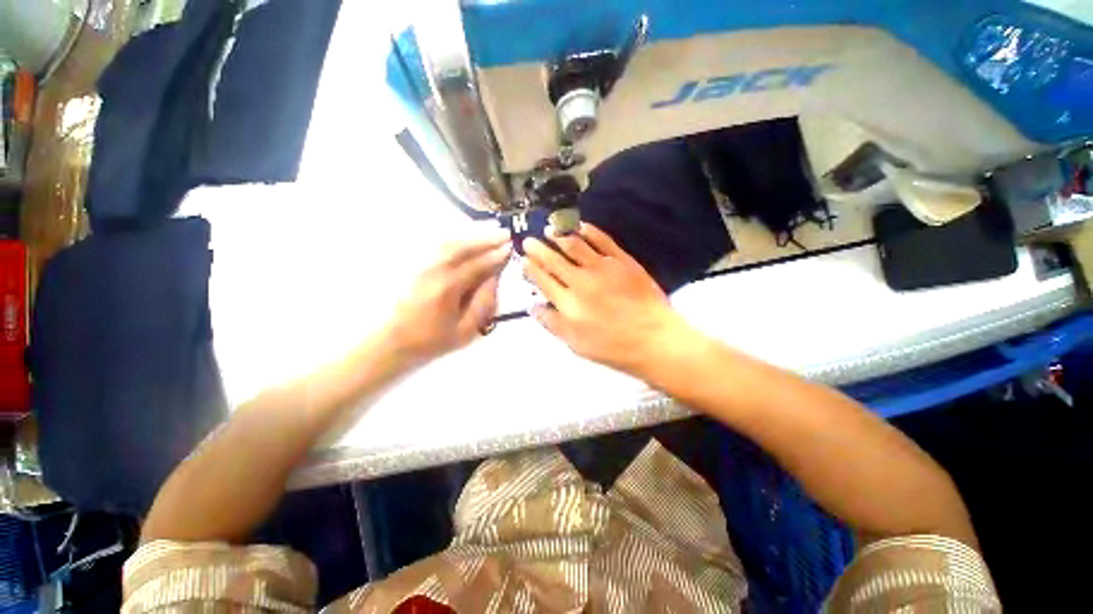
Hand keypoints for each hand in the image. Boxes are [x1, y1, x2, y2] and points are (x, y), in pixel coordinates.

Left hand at [385, 231, 510, 364]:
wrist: (392, 342)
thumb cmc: (431, 340)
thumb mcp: (465, 331)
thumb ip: (483, 303)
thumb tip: (494, 279)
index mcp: (449, 287)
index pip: (478, 265)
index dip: (496, 256)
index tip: (510, 249)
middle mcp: (434, 270)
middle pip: (464, 247)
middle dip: (486, 239)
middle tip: (505, 234)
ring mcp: (421, 265)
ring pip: (450, 243)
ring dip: (472, 236)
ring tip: (489, 232)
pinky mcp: (413, 265)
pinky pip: (437, 246)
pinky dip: (455, 240)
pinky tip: (465, 240)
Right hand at [522, 223, 688, 374]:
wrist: (654, 339)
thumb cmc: (613, 347)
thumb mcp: (576, 345)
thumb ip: (552, 324)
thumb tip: (532, 306)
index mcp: (568, 304)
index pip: (543, 280)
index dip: (531, 268)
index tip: (523, 259)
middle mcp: (581, 281)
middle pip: (554, 260)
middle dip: (538, 248)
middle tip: (528, 240)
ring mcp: (603, 268)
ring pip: (574, 245)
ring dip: (558, 235)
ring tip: (548, 229)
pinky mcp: (622, 260)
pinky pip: (602, 240)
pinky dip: (588, 230)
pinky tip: (579, 225)